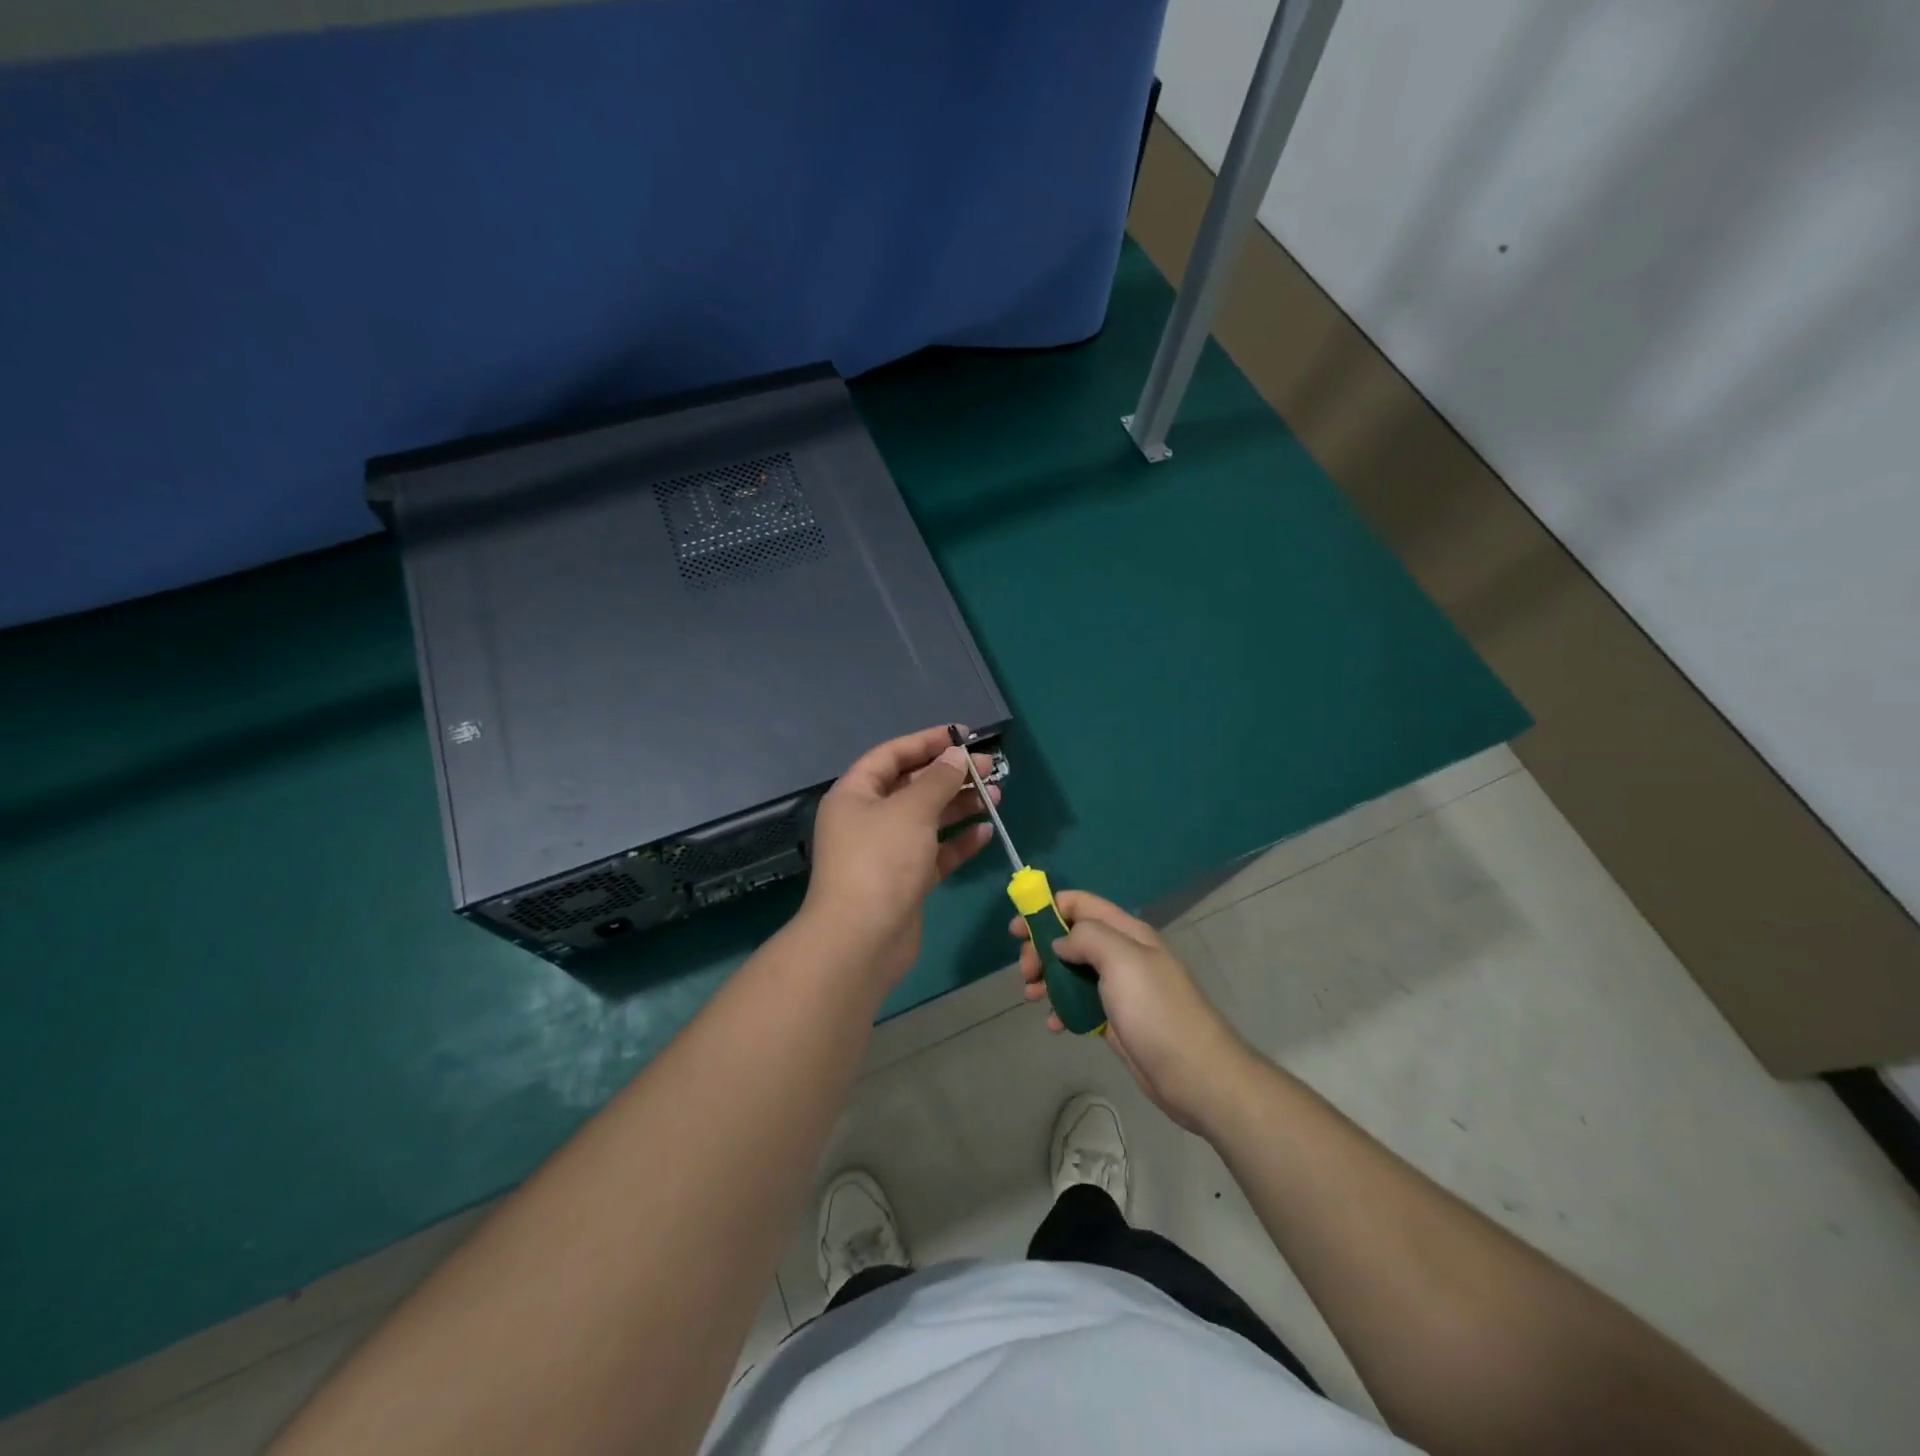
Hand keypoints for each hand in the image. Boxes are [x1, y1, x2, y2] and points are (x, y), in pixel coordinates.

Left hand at [802, 726, 999, 988]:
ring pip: (928, 820)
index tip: (963, 735)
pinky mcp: (905, 881)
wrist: (861, 940)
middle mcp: (867, 819)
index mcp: (855, 794)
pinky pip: (935, 853)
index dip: (926, 741)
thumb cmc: (881, 861)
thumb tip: (956, 755)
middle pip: (913, 786)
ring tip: (997, 795)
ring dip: (960, 806)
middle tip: (990, 768)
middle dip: (951, 775)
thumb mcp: (911, 810)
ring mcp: (886, 852)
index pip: (891, 755)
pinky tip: (985, 832)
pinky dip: (958, 842)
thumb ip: (938, 779)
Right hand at [1014, 891, 1254, 1134]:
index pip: (1080, 904)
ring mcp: (1119, 989)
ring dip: (1047, 979)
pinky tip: (1053, 1025)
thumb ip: (1086, 937)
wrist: (1195, 1075)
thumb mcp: (1122, 960)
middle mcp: (1122, 955)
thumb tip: (1060, 942)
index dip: (1046, 908)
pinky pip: (1079, 1005)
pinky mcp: (1115, 1020)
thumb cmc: (1156, 1011)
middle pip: (1071, 937)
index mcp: (1127, 932)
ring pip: (1071, 971)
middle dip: (1042, 949)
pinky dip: (1061, 1009)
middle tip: (1026, 972)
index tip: (1017, 930)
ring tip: (1032, 997)